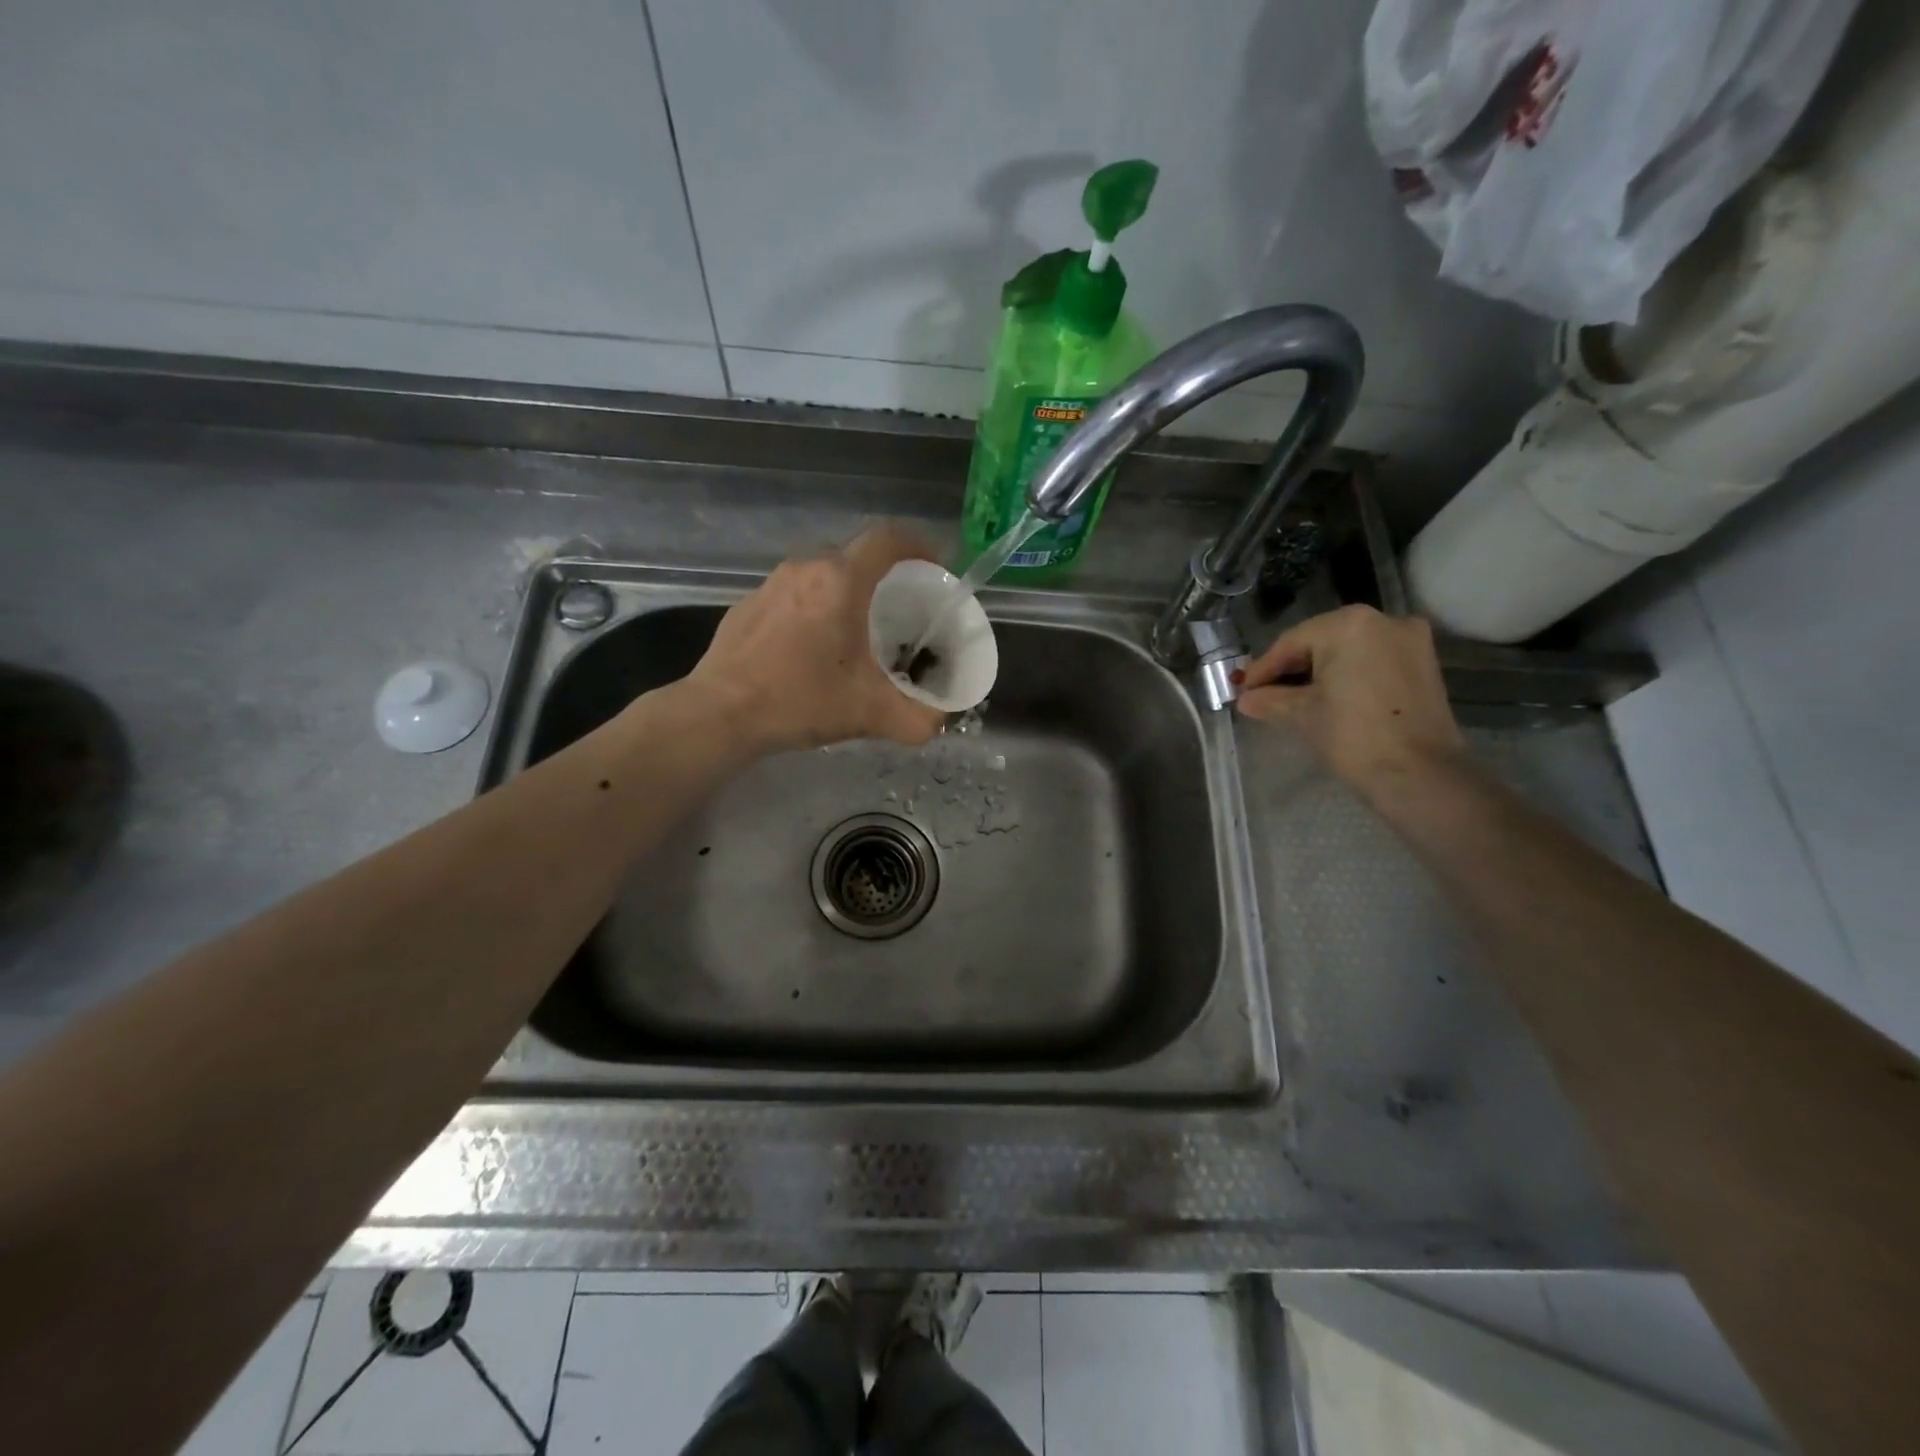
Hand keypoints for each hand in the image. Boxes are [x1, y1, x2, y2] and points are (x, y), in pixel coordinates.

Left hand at [683, 525, 946, 753]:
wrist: (720, 713)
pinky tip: (813, 646)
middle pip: (856, 554)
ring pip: (822, 572)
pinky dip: (814, 606)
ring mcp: (770, 583)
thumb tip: (940, 722)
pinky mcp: (747, 605)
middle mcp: (805, 568)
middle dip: (885, 573)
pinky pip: (794, 592)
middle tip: (901, 607)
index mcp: (840, 580)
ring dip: (847, 590)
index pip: (888, 539)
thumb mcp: (869, 713)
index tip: (935, 567)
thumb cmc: (799, 700)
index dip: (919, 545)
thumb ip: (917, 719)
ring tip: (859, 627)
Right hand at [1236, 605, 1462, 795]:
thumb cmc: (1352, 735)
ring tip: (1294, 699)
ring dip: (1320, 672)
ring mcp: (1409, 640)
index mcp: (1348, 624)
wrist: (1418, 773)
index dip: (1263, 669)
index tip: (1242, 689)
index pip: (1291, 643)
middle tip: (1264, 694)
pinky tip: (1328, 697)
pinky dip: (1348, 675)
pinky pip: (1372, 661)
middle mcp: (1383, 620)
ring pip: (1348, 651)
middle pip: (1321, 641)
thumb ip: (1270, 700)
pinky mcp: (1424, 664)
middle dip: (1292, 668)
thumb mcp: (1301, 714)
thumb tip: (1246, 699)